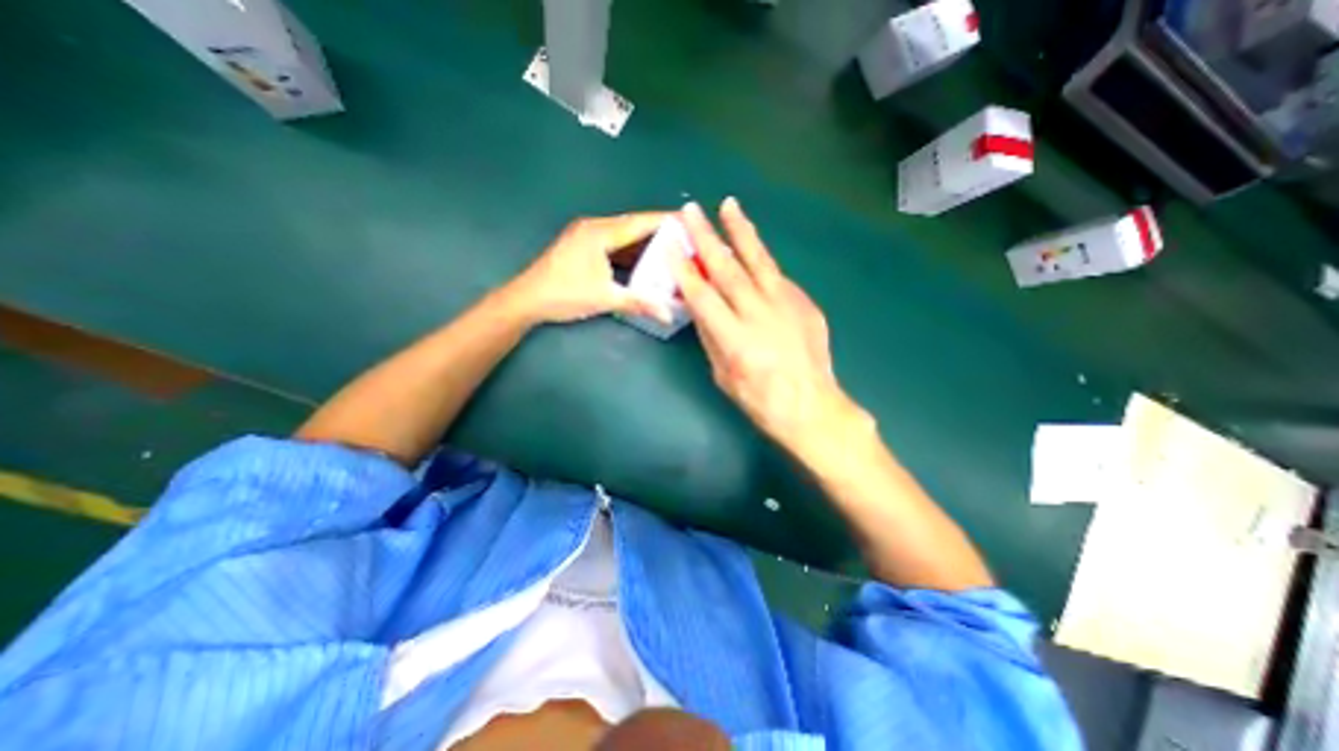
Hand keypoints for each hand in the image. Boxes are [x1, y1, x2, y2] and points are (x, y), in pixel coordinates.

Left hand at [509, 215, 673, 326]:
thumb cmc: (564, 294)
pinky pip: (614, 242)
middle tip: (685, 240)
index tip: (690, 223)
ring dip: (645, 242)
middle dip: (660, 232)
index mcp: (600, 232)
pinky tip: (644, 261)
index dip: (666, 221)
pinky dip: (631, 250)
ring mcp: (586, 235)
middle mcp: (594, 226)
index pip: (641, 222)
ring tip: (670, 250)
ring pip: (624, 234)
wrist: (527, 299)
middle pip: (634, 224)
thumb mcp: (605, 298)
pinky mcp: (583, 246)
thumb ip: (639, 303)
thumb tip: (668, 314)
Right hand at [670, 200, 867, 457]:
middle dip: (706, 237)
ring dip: (741, 231)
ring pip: (759, 260)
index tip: (671, 247)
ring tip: (729, 206)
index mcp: (734, 337)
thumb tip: (700, 307)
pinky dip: (763, 263)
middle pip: (727, 269)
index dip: (684, 270)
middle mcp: (759, 314)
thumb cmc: (759, 399)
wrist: (810, 405)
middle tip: (691, 211)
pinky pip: (778, 277)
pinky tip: (754, 252)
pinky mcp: (804, 303)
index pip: (702, 295)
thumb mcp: (723, 375)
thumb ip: (710, 337)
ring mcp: (786, 305)